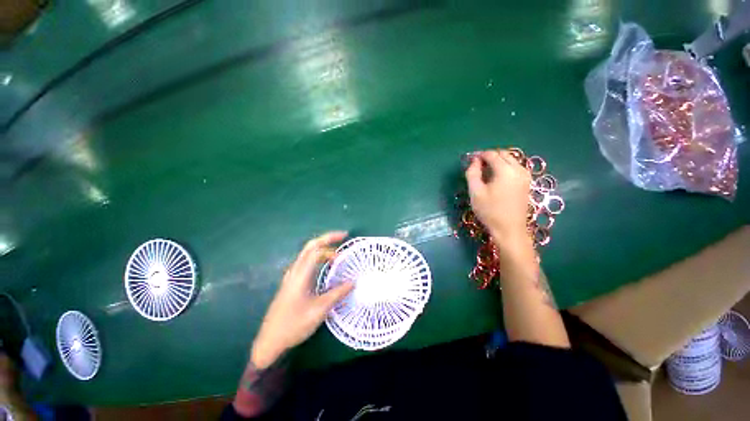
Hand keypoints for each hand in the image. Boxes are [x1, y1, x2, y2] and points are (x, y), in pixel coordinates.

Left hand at [251, 232, 353, 368]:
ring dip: (322, 249)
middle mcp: (294, 271)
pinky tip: (325, 265)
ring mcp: (291, 276)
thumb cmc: (294, 325)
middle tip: (342, 237)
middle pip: (310, 247)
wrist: (269, 341)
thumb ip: (337, 293)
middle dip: (326, 239)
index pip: (316, 250)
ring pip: (307, 254)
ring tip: (337, 253)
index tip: (345, 241)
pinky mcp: (291, 282)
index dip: (331, 242)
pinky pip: (306, 263)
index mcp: (300, 275)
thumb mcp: (319, 310)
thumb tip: (353, 282)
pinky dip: (318, 258)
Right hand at [465, 150, 531, 251]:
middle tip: (477, 166)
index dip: (479, 155)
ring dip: (497, 161)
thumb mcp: (475, 192)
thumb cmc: (490, 211)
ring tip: (485, 172)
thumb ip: (472, 173)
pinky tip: (496, 177)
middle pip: (503, 154)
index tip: (470, 161)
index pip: (491, 154)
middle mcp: (519, 169)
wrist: (509, 229)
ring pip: (510, 159)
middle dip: (489, 156)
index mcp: (506, 170)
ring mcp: (525, 175)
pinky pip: (515, 167)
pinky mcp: (526, 182)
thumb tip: (474, 161)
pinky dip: (504, 167)